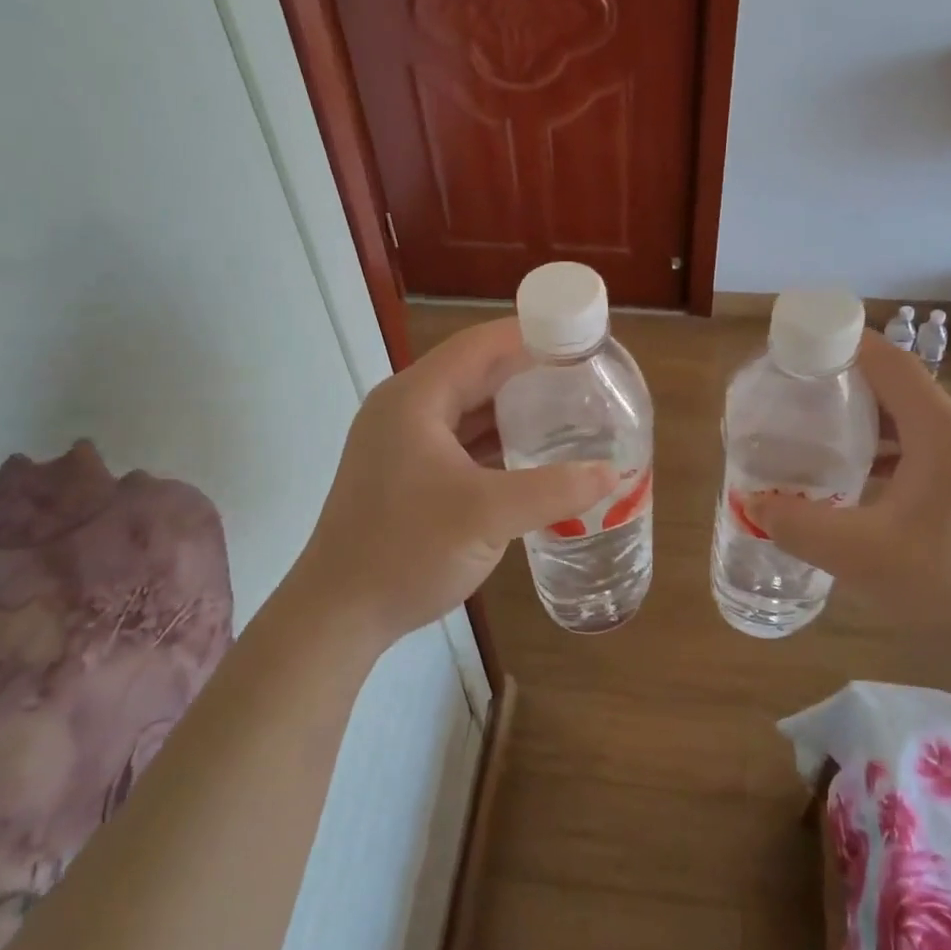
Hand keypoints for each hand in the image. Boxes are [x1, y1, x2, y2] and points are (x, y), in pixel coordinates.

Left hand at [284, 318, 615, 643]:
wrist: (338, 614)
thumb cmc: (405, 551)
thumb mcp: (486, 516)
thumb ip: (553, 491)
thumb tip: (612, 473)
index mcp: (416, 399)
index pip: (480, 345)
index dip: (530, 335)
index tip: (579, 339)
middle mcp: (406, 409)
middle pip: (475, 373)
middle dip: (528, 373)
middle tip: (584, 378)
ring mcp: (403, 442)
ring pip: (468, 409)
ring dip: (514, 409)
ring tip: (568, 410)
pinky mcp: (406, 473)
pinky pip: (460, 440)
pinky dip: (496, 441)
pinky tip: (532, 454)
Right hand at [747, 331, 950, 689]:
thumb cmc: (950, 585)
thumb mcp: (859, 554)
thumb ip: (797, 524)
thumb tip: (753, 505)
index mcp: (944, 432)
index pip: (890, 363)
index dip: (844, 344)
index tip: (799, 345)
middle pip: (901, 391)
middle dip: (847, 387)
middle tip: (796, 398)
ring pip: (915, 426)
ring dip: (868, 426)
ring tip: (819, 439)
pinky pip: (929, 455)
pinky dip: (890, 456)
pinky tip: (860, 487)